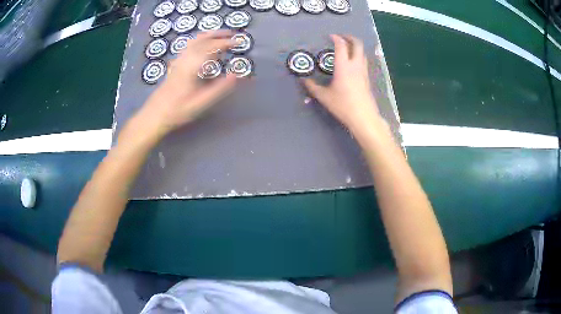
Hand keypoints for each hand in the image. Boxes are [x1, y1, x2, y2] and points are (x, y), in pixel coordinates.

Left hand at [125, 31, 237, 143]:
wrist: (155, 114)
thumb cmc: (179, 110)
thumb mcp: (202, 102)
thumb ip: (221, 87)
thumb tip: (238, 75)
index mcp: (193, 66)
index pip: (213, 47)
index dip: (227, 42)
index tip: (239, 42)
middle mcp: (186, 58)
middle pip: (204, 39)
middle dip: (220, 35)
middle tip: (233, 35)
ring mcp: (179, 60)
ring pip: (195, 40)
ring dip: (209, 35)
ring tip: (221, 35)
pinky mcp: (175, 64)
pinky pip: (189, 45)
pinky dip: (200, 40)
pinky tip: (203, 45)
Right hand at [303, 35, 381, 133]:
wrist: (364, 117)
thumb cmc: (343, 106)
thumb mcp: (324, 97)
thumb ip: (312, 86)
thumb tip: (302, 79)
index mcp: (343, 66)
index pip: (341, 46)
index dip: (336, 38)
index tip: (330, 36)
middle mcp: (355, 65)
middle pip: (357, 44)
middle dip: (350, 37)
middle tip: (341, 37)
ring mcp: (363, 71)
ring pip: (362, 52)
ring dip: (355, 46)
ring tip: (347, 47)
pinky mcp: (367, 78)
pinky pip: (363, 61)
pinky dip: (358, 55)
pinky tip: (352, 62)